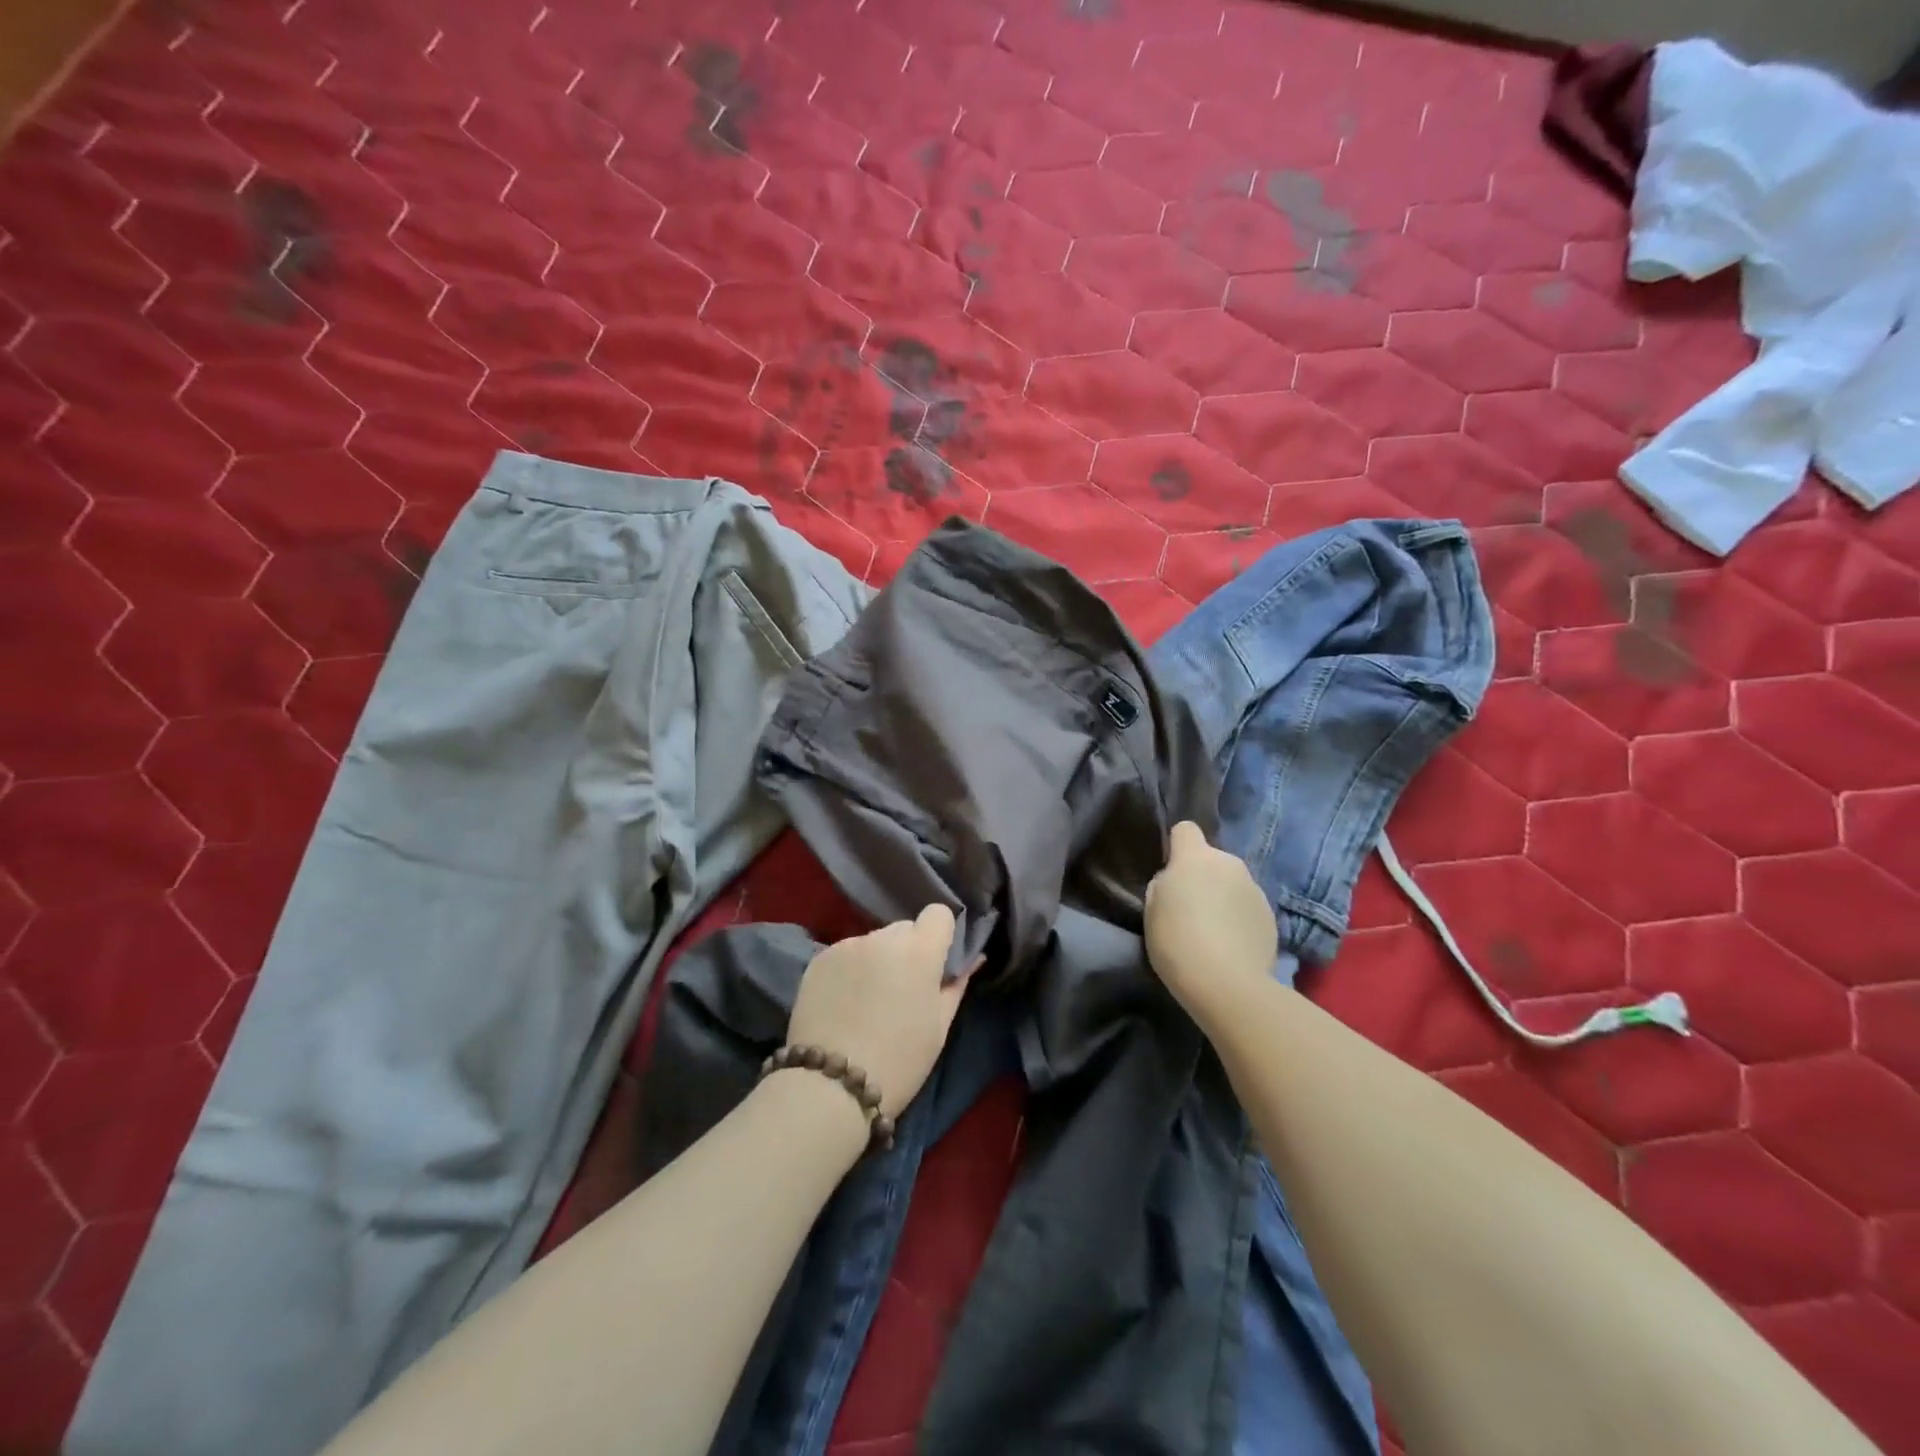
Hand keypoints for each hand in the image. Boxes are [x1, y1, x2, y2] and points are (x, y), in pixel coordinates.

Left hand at [785, 905, 969, 1117]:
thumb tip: (972, 959)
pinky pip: (846, 954)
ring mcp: (847, 946)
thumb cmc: (899, 1061)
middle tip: (902, 990)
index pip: (938, 914)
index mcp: (919, 950)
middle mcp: (882, 937)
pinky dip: (851, 971)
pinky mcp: (818, 960)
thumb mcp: (938, 1027)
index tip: (935, 964)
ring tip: (868, 1002)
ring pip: (873, 942)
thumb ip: (955, 985)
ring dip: (878, 960)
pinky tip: (844, 1004)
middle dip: (908, 951)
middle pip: (904, 929)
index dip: (940, 935)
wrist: (829, 1087)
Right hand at [1144, 821, 1277, 1020]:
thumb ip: (1165, 885)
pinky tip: (1232, 946)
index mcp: (1196, 857)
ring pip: (1232, 883)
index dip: (1176, 846)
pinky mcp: (1271, 916)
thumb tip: (1176, 882)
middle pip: (1211, 859)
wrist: (1228, 984)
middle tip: (1190, 909)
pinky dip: (1240, 919)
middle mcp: (1229, 864)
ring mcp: (1255, 889)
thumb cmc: (1177, 941)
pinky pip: (1248, 907)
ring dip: (1223, 897)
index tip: (1170, 872)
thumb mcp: (1153, 909)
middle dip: (1202, 876)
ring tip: (1213, 932)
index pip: (1185, 829)